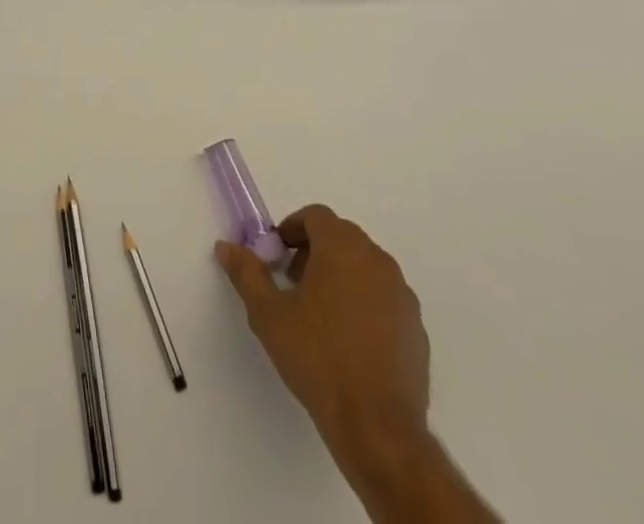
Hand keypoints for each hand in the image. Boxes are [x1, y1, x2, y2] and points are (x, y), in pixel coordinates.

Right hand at [216, 205, 427, 483]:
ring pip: (365, 267)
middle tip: (293, 282)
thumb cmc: (318, 358)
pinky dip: (365, 304)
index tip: (277, 256)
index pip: (316, 216)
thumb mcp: (268, 314)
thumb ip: (246, 273)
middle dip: (314, 251)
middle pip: (342, 238)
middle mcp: (377, 261)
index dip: (292, 229)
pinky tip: (349, 341)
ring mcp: (402, 296)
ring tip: (320, 314)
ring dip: (341, 276)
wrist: (377, 427)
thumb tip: (226, 247)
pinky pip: (385, 299)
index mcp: (342, 248)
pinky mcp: (417, 329)